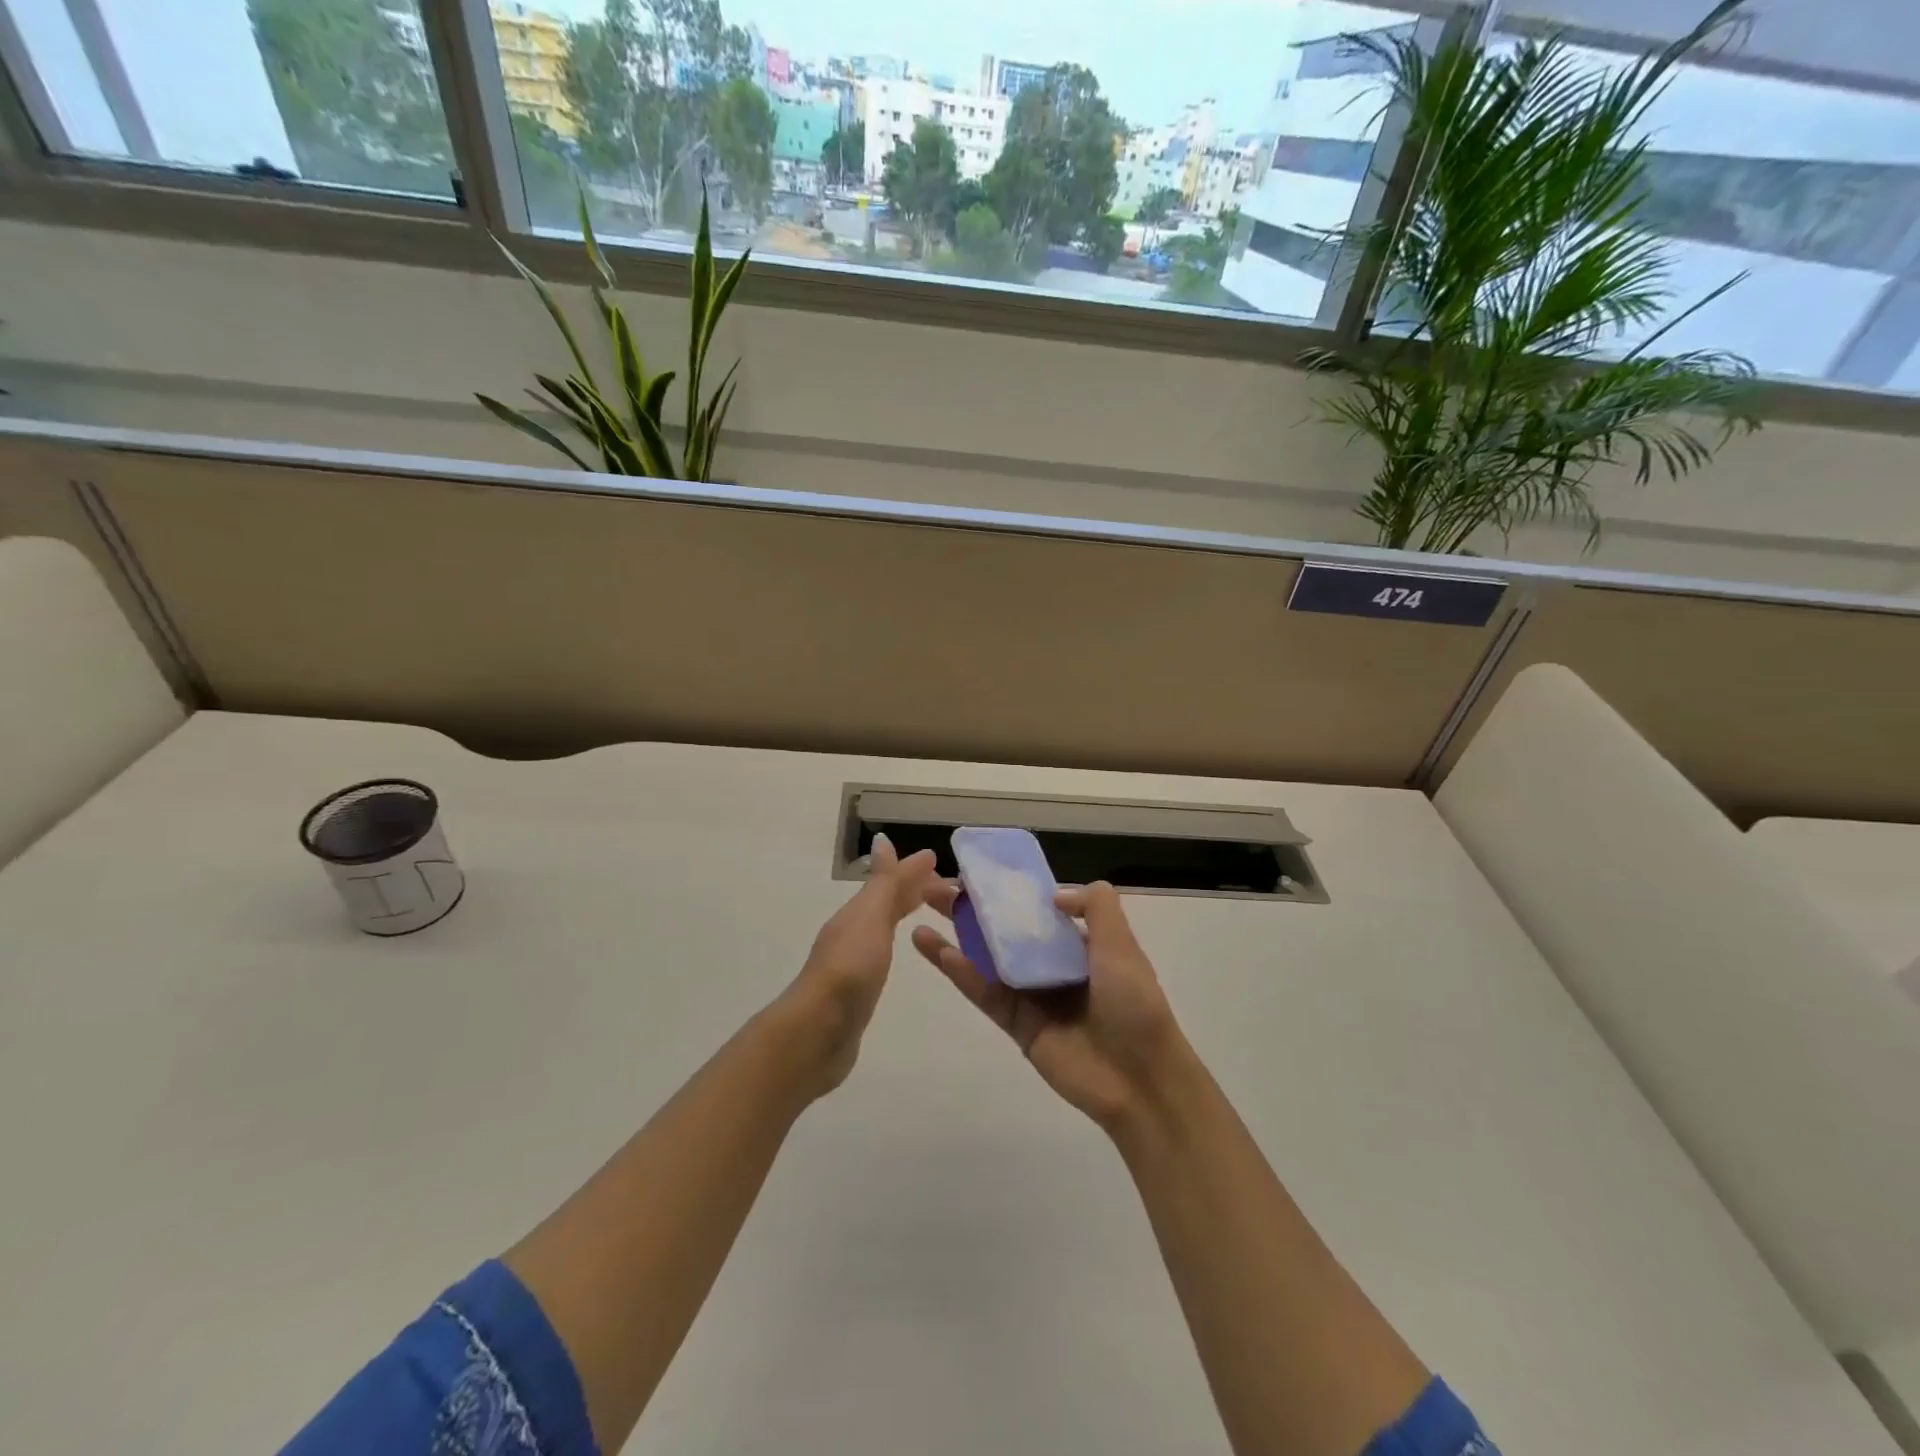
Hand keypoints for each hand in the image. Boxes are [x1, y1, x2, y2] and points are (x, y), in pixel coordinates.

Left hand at [778, 833, 937, 1097]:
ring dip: (906, 911)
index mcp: (858, 913)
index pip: (892, 883)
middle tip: (951, 888)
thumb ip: (882, 883)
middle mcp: (853, 931)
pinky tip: (903, 949)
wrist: (819, 1031)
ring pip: (885, 924)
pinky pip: (884, 951)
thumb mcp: (870, 919)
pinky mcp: (858, 988)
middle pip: (888, 901)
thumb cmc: (850, 970)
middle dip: (916, 890)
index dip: (916, 873)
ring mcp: (854, 961)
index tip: (945, 865)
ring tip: (931, 910)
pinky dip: (897, 941)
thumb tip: (883, 839)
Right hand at [912, 880, 1184, 1130]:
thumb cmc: (1132, 1004)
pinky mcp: (1015, 1023)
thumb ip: (1096, 908)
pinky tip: (934, 948)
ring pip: (988, 957)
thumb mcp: (1122, 944)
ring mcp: (1032, 994)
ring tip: (923, 908)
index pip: (1039, 910)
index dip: (1010, 892)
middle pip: (1006, 930)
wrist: (1138, 1080)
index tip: (979, 872)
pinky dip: (959, 971)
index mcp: (1081, 945)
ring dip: (957, 934)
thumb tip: (1054, 893)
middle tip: (937, 886)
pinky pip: (984, 991)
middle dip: (974, 907)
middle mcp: (1053, 965)